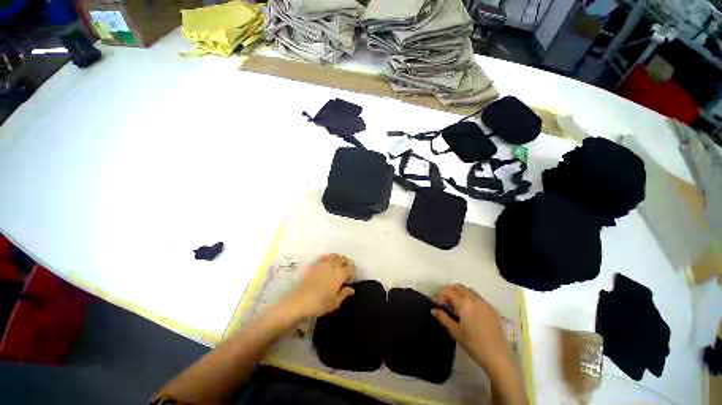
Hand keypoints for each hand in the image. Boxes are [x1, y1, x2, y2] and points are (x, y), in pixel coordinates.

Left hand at [283, 254, 355, 318]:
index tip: (349, 279)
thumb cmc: (319, 304)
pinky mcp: (315, 264)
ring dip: (338, 259)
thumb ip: (344, 294)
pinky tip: (327, 264)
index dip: (352, 271)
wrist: (299, 301)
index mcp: (340, 274)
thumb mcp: (335, 303)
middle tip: (345, 272)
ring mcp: (323, 263)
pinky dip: (328, 258)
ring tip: (336, 267)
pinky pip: (324, 256)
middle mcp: (333, 266)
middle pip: (343, 259)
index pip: (351, 267)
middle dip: (346, 264)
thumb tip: (351, 289)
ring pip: (335, 255)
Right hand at [431, 284, 510, 370]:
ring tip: (455, 305)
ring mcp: (485, 303)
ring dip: (460, 293)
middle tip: (445, 302)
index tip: (437, 303)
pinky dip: (469, 298)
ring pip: (469, 291)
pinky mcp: (492, 309)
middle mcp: (475, 299)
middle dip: (450, 291)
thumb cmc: (473, 344)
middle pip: (459, 287)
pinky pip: (478, 297)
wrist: (498, 357)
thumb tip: (433, 310)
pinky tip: (468, 310)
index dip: (440, 294)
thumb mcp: (455, 331)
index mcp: (465, 303)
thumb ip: (443, 318)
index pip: (449, 291)